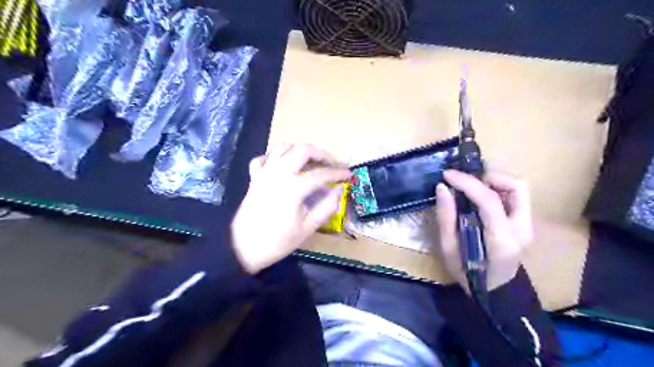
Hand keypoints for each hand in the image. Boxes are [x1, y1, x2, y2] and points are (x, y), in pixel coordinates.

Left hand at [231, 145, 351, 273]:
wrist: (242, 248)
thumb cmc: (277, 242)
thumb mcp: (307, 228)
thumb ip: (326, 207)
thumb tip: (338, 191)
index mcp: (293, 188)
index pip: (321, 174)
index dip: (338, 173)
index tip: (348, 174)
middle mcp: (278, 174)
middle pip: (302, 150)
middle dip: (321, 153)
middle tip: (330, 163)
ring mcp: (264, 174)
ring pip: (282, 148)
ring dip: (299, 150)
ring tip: (309, 161)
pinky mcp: (254, 178)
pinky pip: (263, 158)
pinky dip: (274, 157)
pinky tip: (282, 165)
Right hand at [434, 169, 530, 292]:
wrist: (495, 292)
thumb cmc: (468, 274)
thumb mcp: (449, 250)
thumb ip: (446, 218)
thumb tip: (442, 187)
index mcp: (501, 240)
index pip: (489, 200)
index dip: (467, 182)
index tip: (447, 175)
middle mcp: (522, 229)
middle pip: (515, 186)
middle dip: (487, 177)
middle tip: (463, 182)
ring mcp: (528, 225)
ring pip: (518, 188)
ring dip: (493, 182)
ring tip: (471, 188)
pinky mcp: (526, 223)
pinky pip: (515, 196)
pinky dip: (497, 189)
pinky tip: (479, 198)